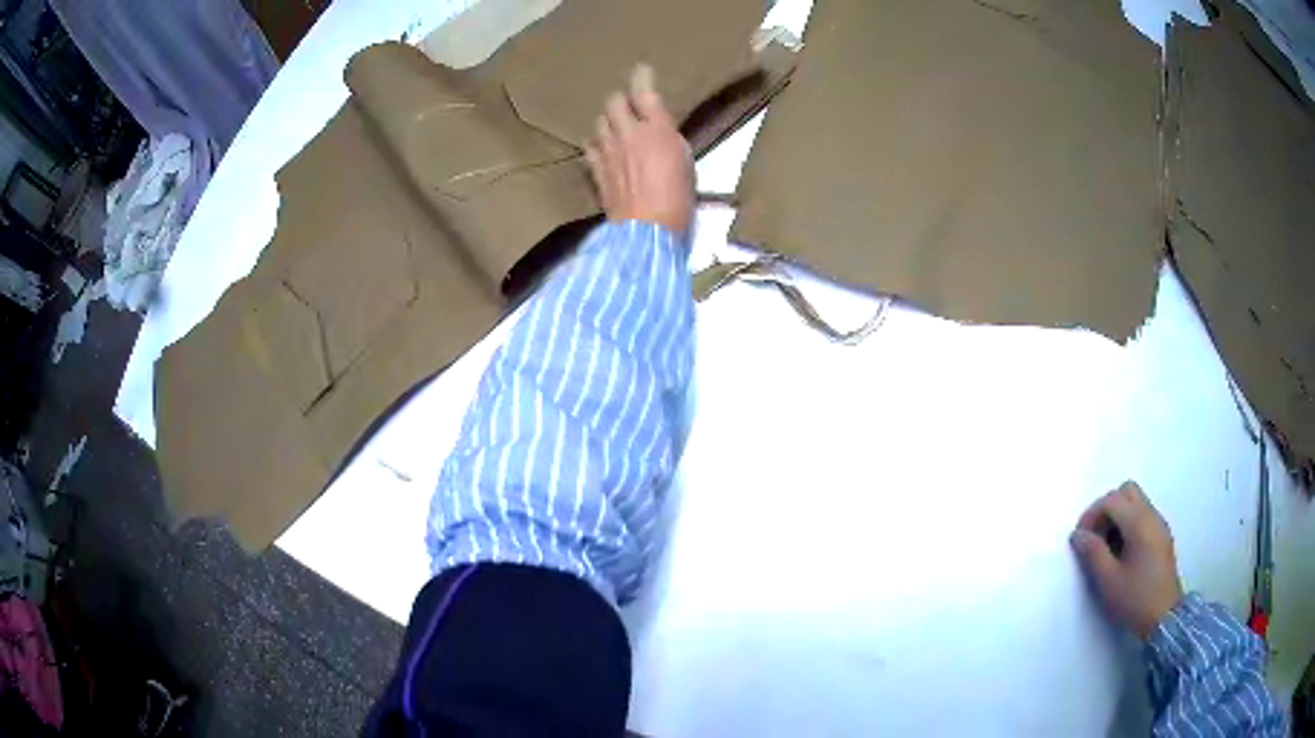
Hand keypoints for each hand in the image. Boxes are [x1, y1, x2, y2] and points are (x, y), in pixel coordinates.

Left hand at [585, 65, 694, 233]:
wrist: (647, 231)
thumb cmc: (678, 201)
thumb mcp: (686, 164)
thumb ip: (669, 141)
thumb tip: (659, 134)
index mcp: (657, 130)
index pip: (645, 93)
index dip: (642, 78)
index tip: (642, 70)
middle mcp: (628, 134)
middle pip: (614, 102)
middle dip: (620, 100)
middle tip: (627, 105)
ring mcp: (608, 152)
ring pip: (599, 123)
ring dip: (607, 121)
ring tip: (614, 127)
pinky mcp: (596, 171)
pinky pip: (590, 147)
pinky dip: (596, 144)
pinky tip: (601, 148)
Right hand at [1071, 481, 1183, 639]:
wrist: (1164, 617)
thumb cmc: (1135, 599)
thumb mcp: (1108, 580)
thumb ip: (1093, 553)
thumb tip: (1078, 535)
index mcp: (1139, 523)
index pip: (1112, 500)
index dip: (1091, 514)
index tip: (1080, 538)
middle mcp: (1152, 516)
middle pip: (1126, 491)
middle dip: (1106, 508)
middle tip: (1094, 535)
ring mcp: (1159, 524)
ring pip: (1135, 502)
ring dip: (1117, 516)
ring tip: (1105, 547)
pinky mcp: (1161, 536)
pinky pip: (1143, 515)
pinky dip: (1128, 523)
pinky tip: (1121, 551)